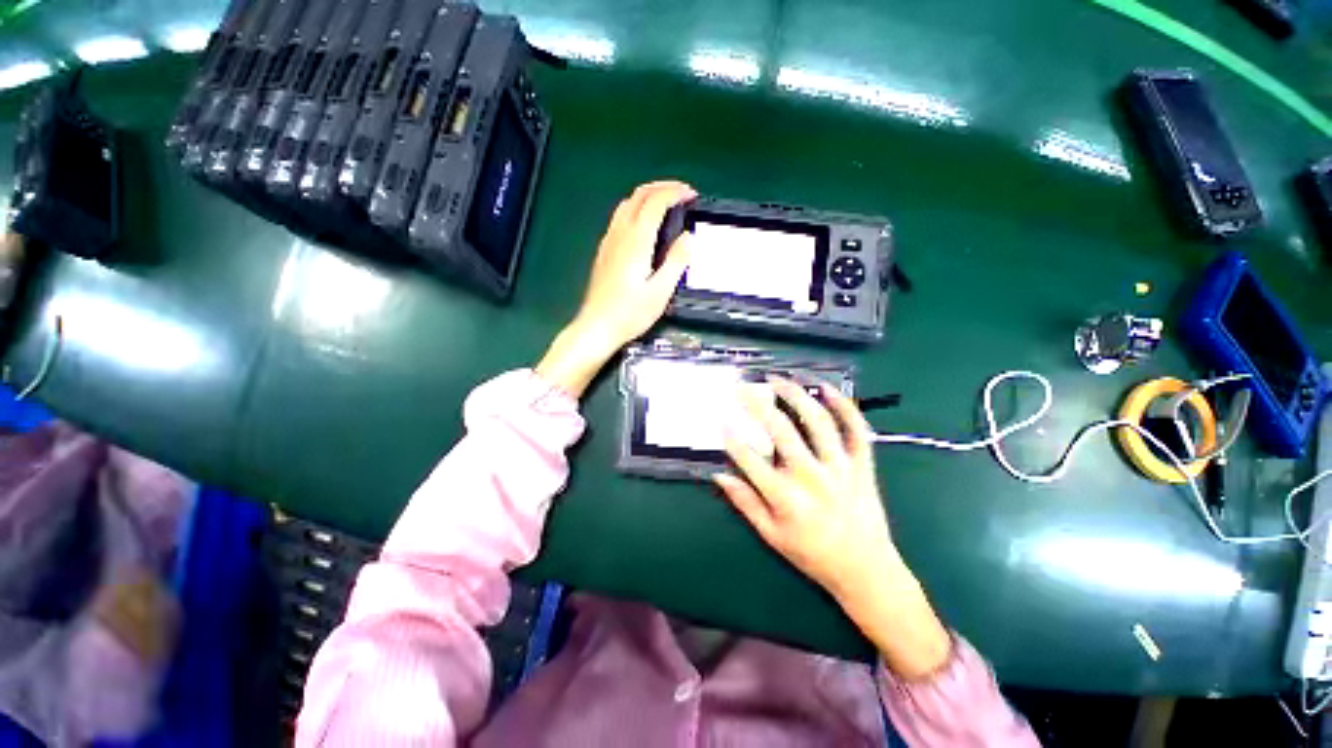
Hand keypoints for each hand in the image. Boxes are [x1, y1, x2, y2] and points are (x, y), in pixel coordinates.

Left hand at [536, 181, 695, 396]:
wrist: (597, 327)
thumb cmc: (630, 313)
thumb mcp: (660, 292)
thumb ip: (676, 262)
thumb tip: (688, 237)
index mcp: (636, 241)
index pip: (655, 201)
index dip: (675, 192)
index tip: (692, 196)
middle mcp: (620, 234)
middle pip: (639, 194)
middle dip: (662, 187)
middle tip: (683, 194)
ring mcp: (609, 241)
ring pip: (627, 203)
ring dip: (649, 196)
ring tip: (667, 205)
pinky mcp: (604, 250)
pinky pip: (621, 217)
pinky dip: (638, 209)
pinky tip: (646, 226)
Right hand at [716, 379, 951, 679]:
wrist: (866, 570)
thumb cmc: (813, 554)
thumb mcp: (771, 535)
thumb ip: (744, 503)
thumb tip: (719, 476)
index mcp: (786, 497)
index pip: (750, 459)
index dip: (732, 438)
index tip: (721, 421)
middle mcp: (812, 476)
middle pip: (780, 430)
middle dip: (756, 404)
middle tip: (742, 387)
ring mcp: (841, 467)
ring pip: (817, 421)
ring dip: (795, 395)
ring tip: (777, 380)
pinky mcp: (862, 465)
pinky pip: (856, 429)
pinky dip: (845, 406)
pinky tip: (827, 389)